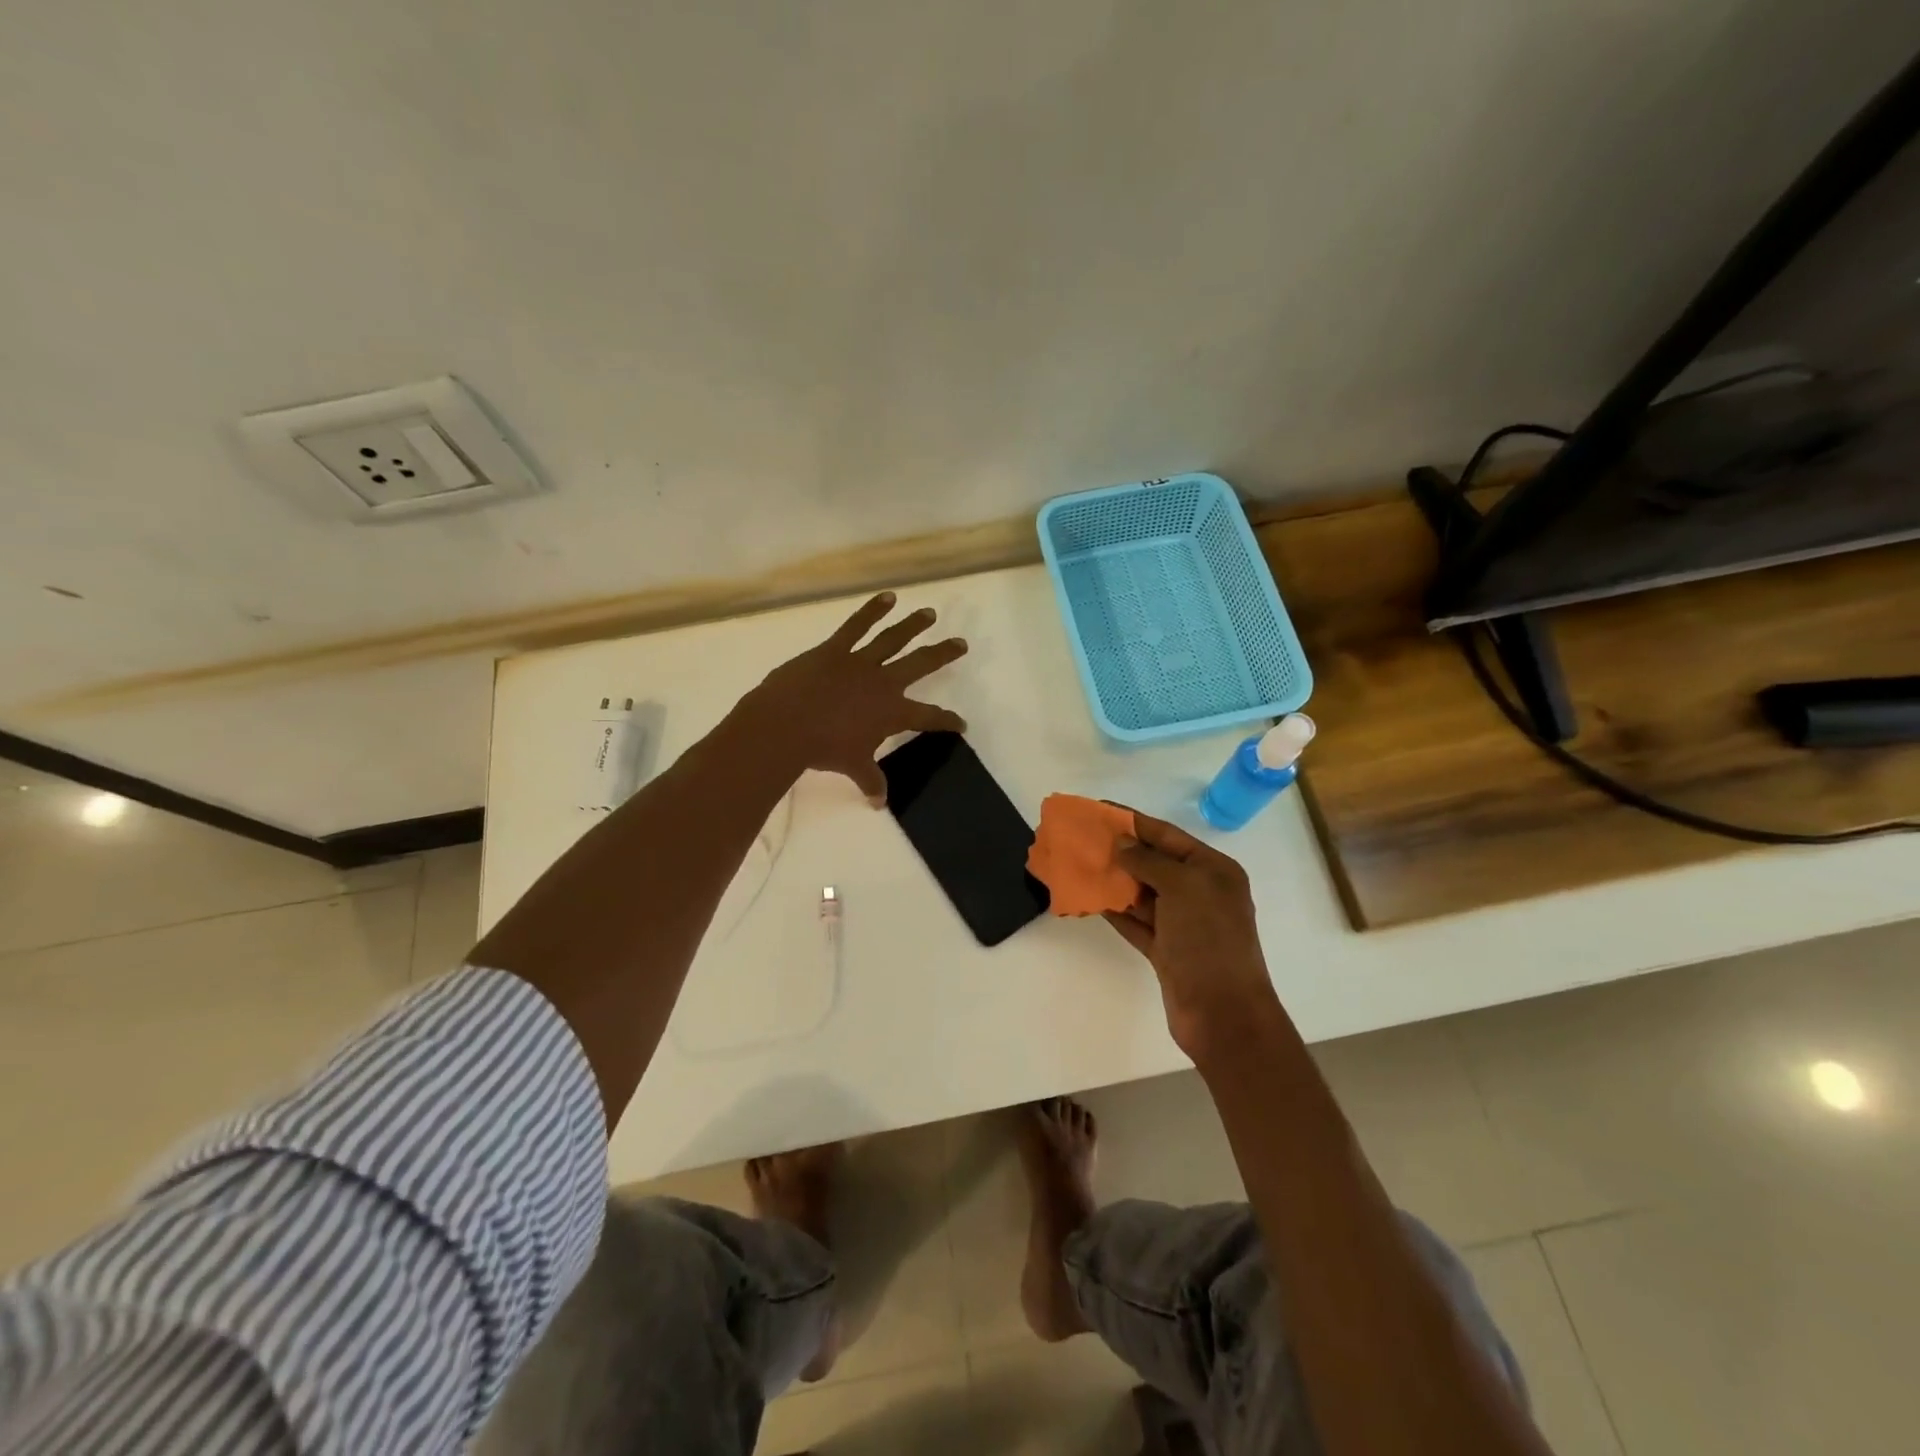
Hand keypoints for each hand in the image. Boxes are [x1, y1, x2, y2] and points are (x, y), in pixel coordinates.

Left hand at [741, 591, 968, 802]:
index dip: (947, 720)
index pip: (929, 717)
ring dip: (913, 625)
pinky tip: (887, 597)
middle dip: (943, 654)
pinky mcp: (835, 649)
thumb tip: (879, 803)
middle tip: (961, 644)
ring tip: (929, 614)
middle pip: (921, 664)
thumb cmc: (823, 750)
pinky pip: (857, 625)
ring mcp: (860, 662)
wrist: (787, 725)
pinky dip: (872, 610)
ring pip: (893, 638)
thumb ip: (870, 781)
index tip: (962, 723)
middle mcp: (883, 683)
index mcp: (892, 712)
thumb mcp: (852, 767)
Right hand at [1105, 812, 1281, 1057]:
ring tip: (1078, 863)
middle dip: (1120, 850)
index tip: (1099, 810)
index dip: (1133, 821)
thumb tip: (1124, 845)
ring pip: (1141, 892)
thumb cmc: (1209, 940)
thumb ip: (1150, 861)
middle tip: (1082, 837)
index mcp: (1213, 870)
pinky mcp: (1166, 949)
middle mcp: (1200, 892)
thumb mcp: (1183, 888)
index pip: (1167, 835)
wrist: (1223, 1014)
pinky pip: (1135, 921)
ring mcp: (1182, 923)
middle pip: (1153, 862)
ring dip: (1113, 879)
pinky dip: (1114, 909)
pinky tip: (1089, 897)